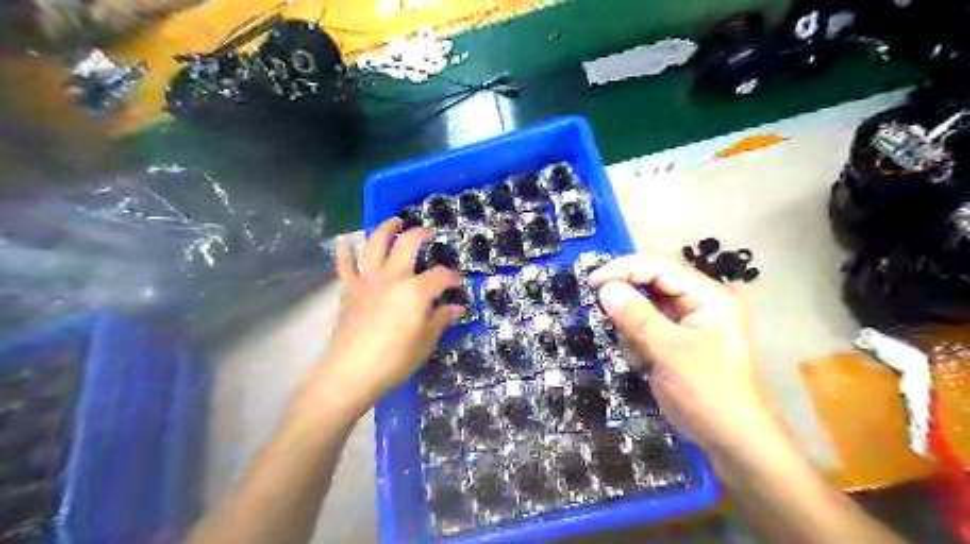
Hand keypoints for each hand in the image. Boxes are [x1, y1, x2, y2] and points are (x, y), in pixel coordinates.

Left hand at [307, 219, 464, 412]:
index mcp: (415, 291)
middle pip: (408, 245)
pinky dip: (345, 250)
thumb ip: (441, 319)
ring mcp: (367, 280)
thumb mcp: (425, 341)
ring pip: (375, 245)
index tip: (457, 285)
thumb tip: (458, 308)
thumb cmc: (394, 360)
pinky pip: (345, 265)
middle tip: (429, 233)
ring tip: (394, 221)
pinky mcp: (349, 290)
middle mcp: (392, 277)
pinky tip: (347, 240)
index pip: (440, 276)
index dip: (452, 278)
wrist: (351, 372)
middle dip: (421, 235)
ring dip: (386, 229)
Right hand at [592, 253, 774, 451]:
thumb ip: (637, 317)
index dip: (623, 269)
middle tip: (607, 319)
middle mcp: (697, 302)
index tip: (591, 282)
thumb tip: (604, 288)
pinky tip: (645, 365)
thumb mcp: (670, 352)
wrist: (732, 441)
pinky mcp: (675, 340)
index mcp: (707, 295)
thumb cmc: (709, 393)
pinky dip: (637, 343)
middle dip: (627, 304)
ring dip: (632, 329)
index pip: (659, 266)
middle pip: (650, 284)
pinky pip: (644, 328)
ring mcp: (686, 322)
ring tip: (641, 357)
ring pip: (642, 307)